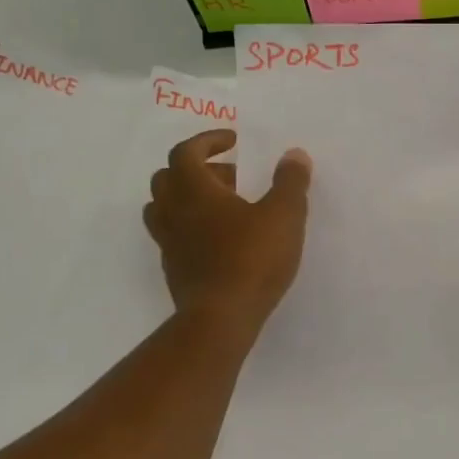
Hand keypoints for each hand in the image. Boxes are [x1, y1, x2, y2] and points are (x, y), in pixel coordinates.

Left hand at [144, 130, 311, 337]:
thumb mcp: (284, 215)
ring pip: (164, 208)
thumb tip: (294, 155)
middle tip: (231, 176)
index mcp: (194, 191)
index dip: (207, 141)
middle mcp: (173, 212)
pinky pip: (173, 237)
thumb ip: (290, 182)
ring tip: (222, 207)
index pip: (186, 152)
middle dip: (197, 169)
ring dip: (188, 199)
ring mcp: (169, 243)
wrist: (221, 318)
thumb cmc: (252, 258)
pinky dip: (191, 228)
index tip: (232, 141)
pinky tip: (220, 241)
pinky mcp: (174, 270)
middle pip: (167, 177)